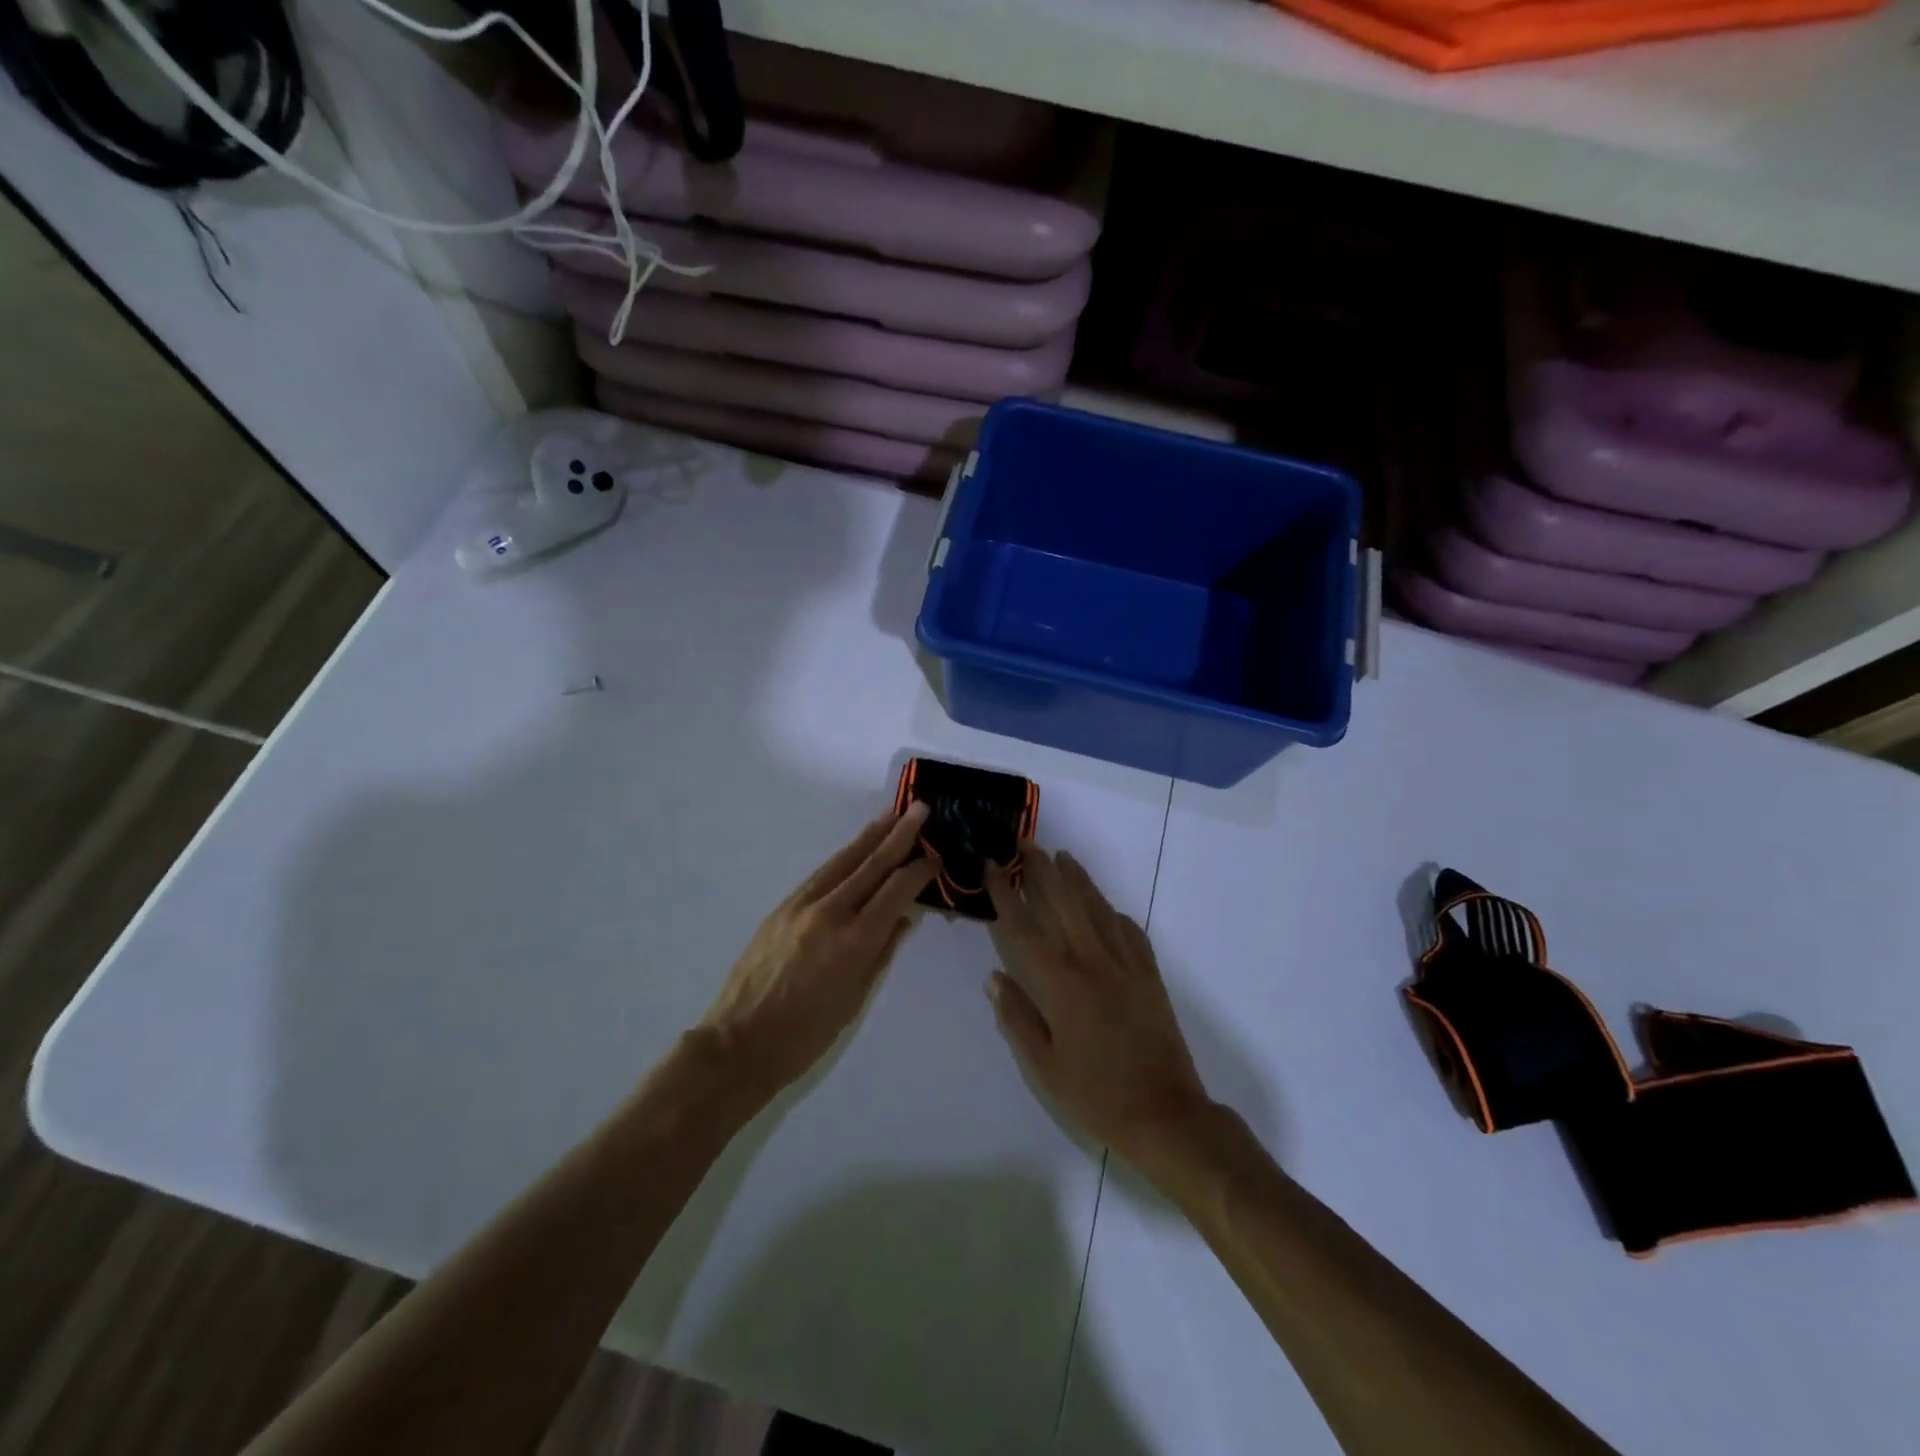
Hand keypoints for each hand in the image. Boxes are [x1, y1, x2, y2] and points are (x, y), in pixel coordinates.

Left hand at [701, 803, 938, 1103]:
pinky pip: (822, 874)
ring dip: (870, 836)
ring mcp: (802, 905)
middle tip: (921, 809)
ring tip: (891, 815)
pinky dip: (844, 857)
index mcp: (854, 940)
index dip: (919, 870)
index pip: (896, 891)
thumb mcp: (855, 998)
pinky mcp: (782, 907)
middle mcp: (830, 912)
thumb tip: (903, 918)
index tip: (937, 855)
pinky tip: (856, 850)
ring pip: (843, 861)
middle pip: (871, 864)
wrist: (739, 1041)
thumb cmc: (806, 1034)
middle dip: (899, 834)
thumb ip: (882, 952)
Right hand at [985, 846, 1211, 1162]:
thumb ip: (1018, 1017)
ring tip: (1063, 857)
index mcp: (1062, 985)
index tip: (993, 866)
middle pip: (1065, 903)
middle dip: (1044, 870)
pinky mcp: (1150, 975)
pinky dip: (1115, 914)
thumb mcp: (1045, 1065)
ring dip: (1079, 880)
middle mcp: (1094, 963)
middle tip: (1027, 843)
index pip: (1025, 928)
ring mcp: (1126, 965)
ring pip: (1099, 909)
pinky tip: (1107, 908)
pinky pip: (1130, 932)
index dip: (1006, 894)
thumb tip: (995, 977)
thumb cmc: (1096, 1095)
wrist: (1166, 1114)